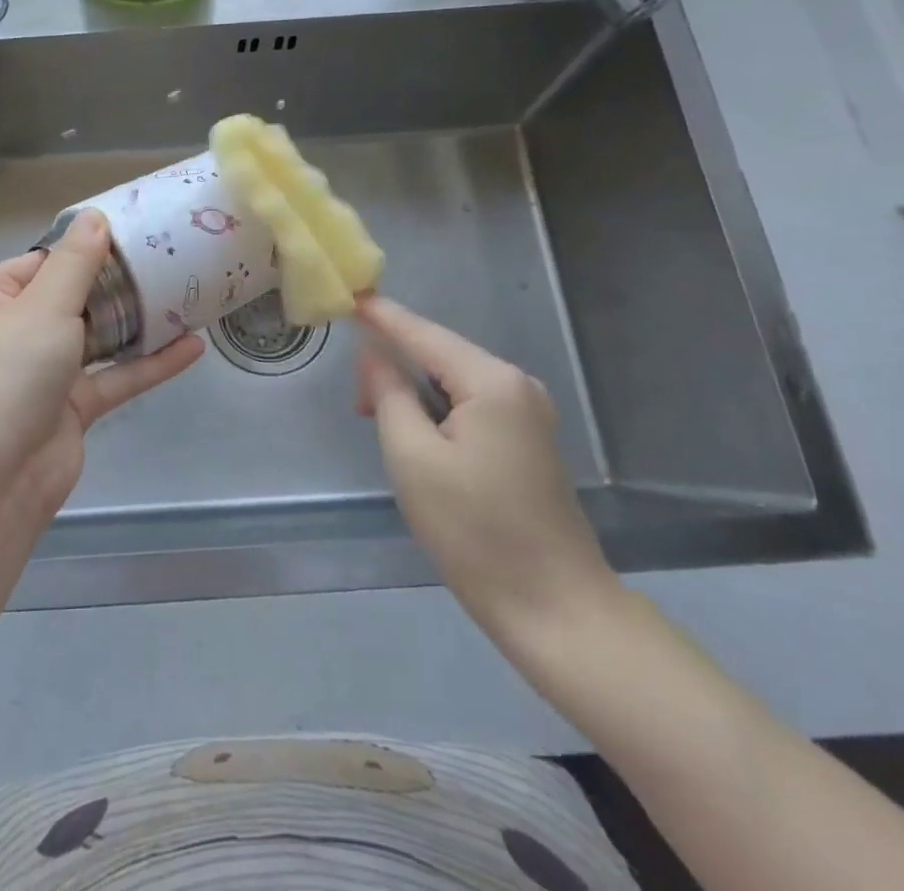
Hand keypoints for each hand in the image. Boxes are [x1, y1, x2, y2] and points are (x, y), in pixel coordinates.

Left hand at [0, 209, 204, 518]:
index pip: (42, 262)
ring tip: (187, 295)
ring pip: (96, 338)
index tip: (136, 233)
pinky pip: (112, 378)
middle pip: (72, 298)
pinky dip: (147, 364)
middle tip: (170, 259)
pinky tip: (192, 347)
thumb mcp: (42, 307)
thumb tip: (95, 216)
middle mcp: (9, 332)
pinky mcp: (68, 409)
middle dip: (118, 284)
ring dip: (137, 322)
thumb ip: (75, 262)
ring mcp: (40, 373)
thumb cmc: (6, 375)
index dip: (87, 248)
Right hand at [356, 296, 617, 640]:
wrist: (555, 609)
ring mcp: (528, 412)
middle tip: (358, 405)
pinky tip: (417, 432)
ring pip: (454, 380)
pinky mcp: (528, 439)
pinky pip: (471, 404)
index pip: (422, 333)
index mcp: (491, 382)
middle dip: (395, 364)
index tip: (348, 294)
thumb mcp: (412, 457)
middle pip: (440, 354)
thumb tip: (374, 353)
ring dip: (413, 390)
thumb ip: (389, 393)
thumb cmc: (474, 531)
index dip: (382, 316)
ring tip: (378, 419)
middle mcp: (516, 384)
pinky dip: (437, 409)